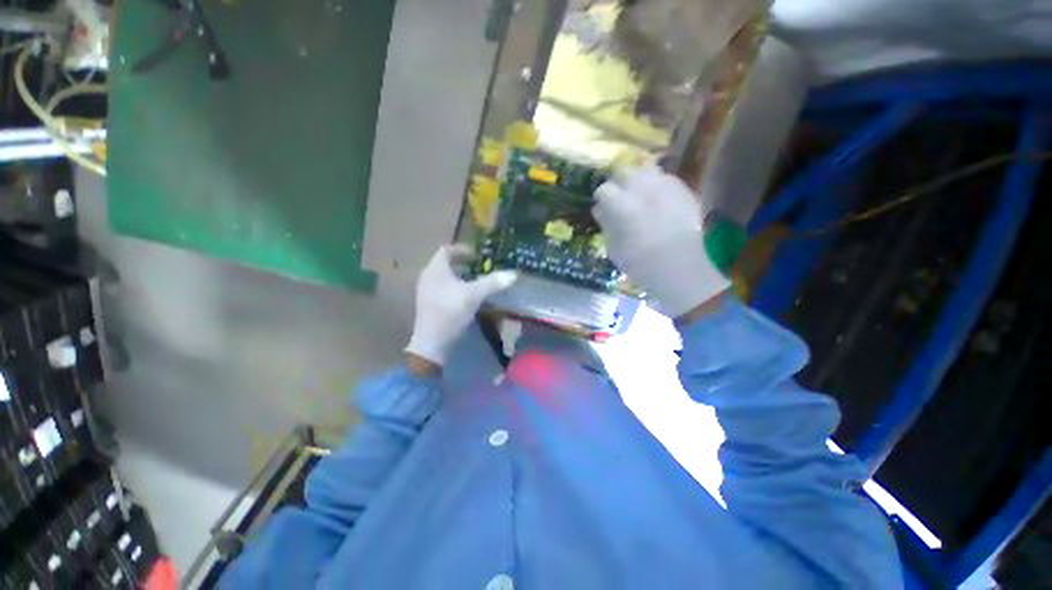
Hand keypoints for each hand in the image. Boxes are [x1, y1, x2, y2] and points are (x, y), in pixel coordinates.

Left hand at [405, 245, 517, 366]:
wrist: (432, 342)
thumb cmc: (451, 312)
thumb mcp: (474, 295)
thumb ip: (493, 283)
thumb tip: (514, 274)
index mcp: (436, 269)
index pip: (446, 250)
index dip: (462, 249)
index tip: (477, 254)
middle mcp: (428, 276)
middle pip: (445, 263)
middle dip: (462, 263)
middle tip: (479, 267)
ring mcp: (426, 291)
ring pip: (444, 276)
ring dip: (459, 275)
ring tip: (475, 281)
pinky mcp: (428, 304)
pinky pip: (442, 288)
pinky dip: (455, 287)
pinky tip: (466, 297)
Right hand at [593, 165, 730, 318]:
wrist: (680, 265)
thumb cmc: (640, 262)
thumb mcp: (614, 248)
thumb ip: (606, 224)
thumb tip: (601, 211)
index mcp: (620, 204)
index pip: (604, 190)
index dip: (601, 199)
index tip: (602, 208)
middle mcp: (642, 188)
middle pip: (625, 171)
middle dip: (619, 182)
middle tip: (620, 198)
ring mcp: (665, 186)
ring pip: (647, 169)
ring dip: (640, 179)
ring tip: (640, 195)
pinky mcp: (683, 190)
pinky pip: (666, 179)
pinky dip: (659, 186)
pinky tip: (659, 201)